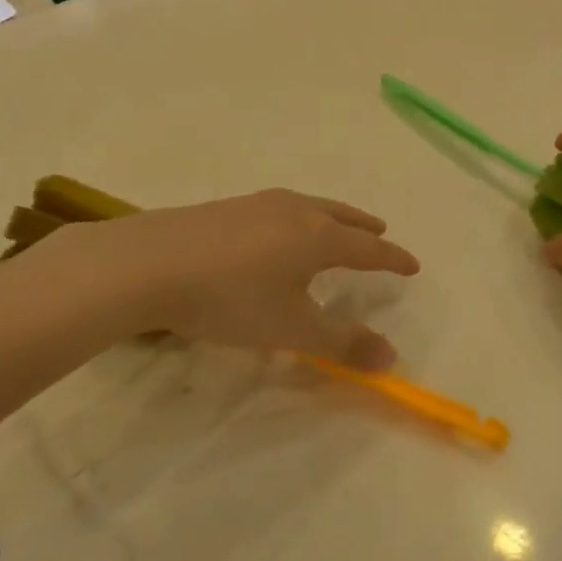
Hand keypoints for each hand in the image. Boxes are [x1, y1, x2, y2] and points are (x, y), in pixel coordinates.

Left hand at [63, 189, 420, 366]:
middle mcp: (294, 211)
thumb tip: (392, 356)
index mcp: (318, 237)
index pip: (368, 248)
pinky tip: (277, 232)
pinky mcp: (226, 208)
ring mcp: (258, 204)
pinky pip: (279, 208)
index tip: (413, 264)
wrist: (149, 264)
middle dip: (364, 227)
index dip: (393, 259)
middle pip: (341, 216)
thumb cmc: (230, 299)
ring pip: (309, 207)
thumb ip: (342, 342)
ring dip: (331, 217)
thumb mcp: (291, 328)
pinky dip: (298, 218)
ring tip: (334, 226)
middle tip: (380, 230)